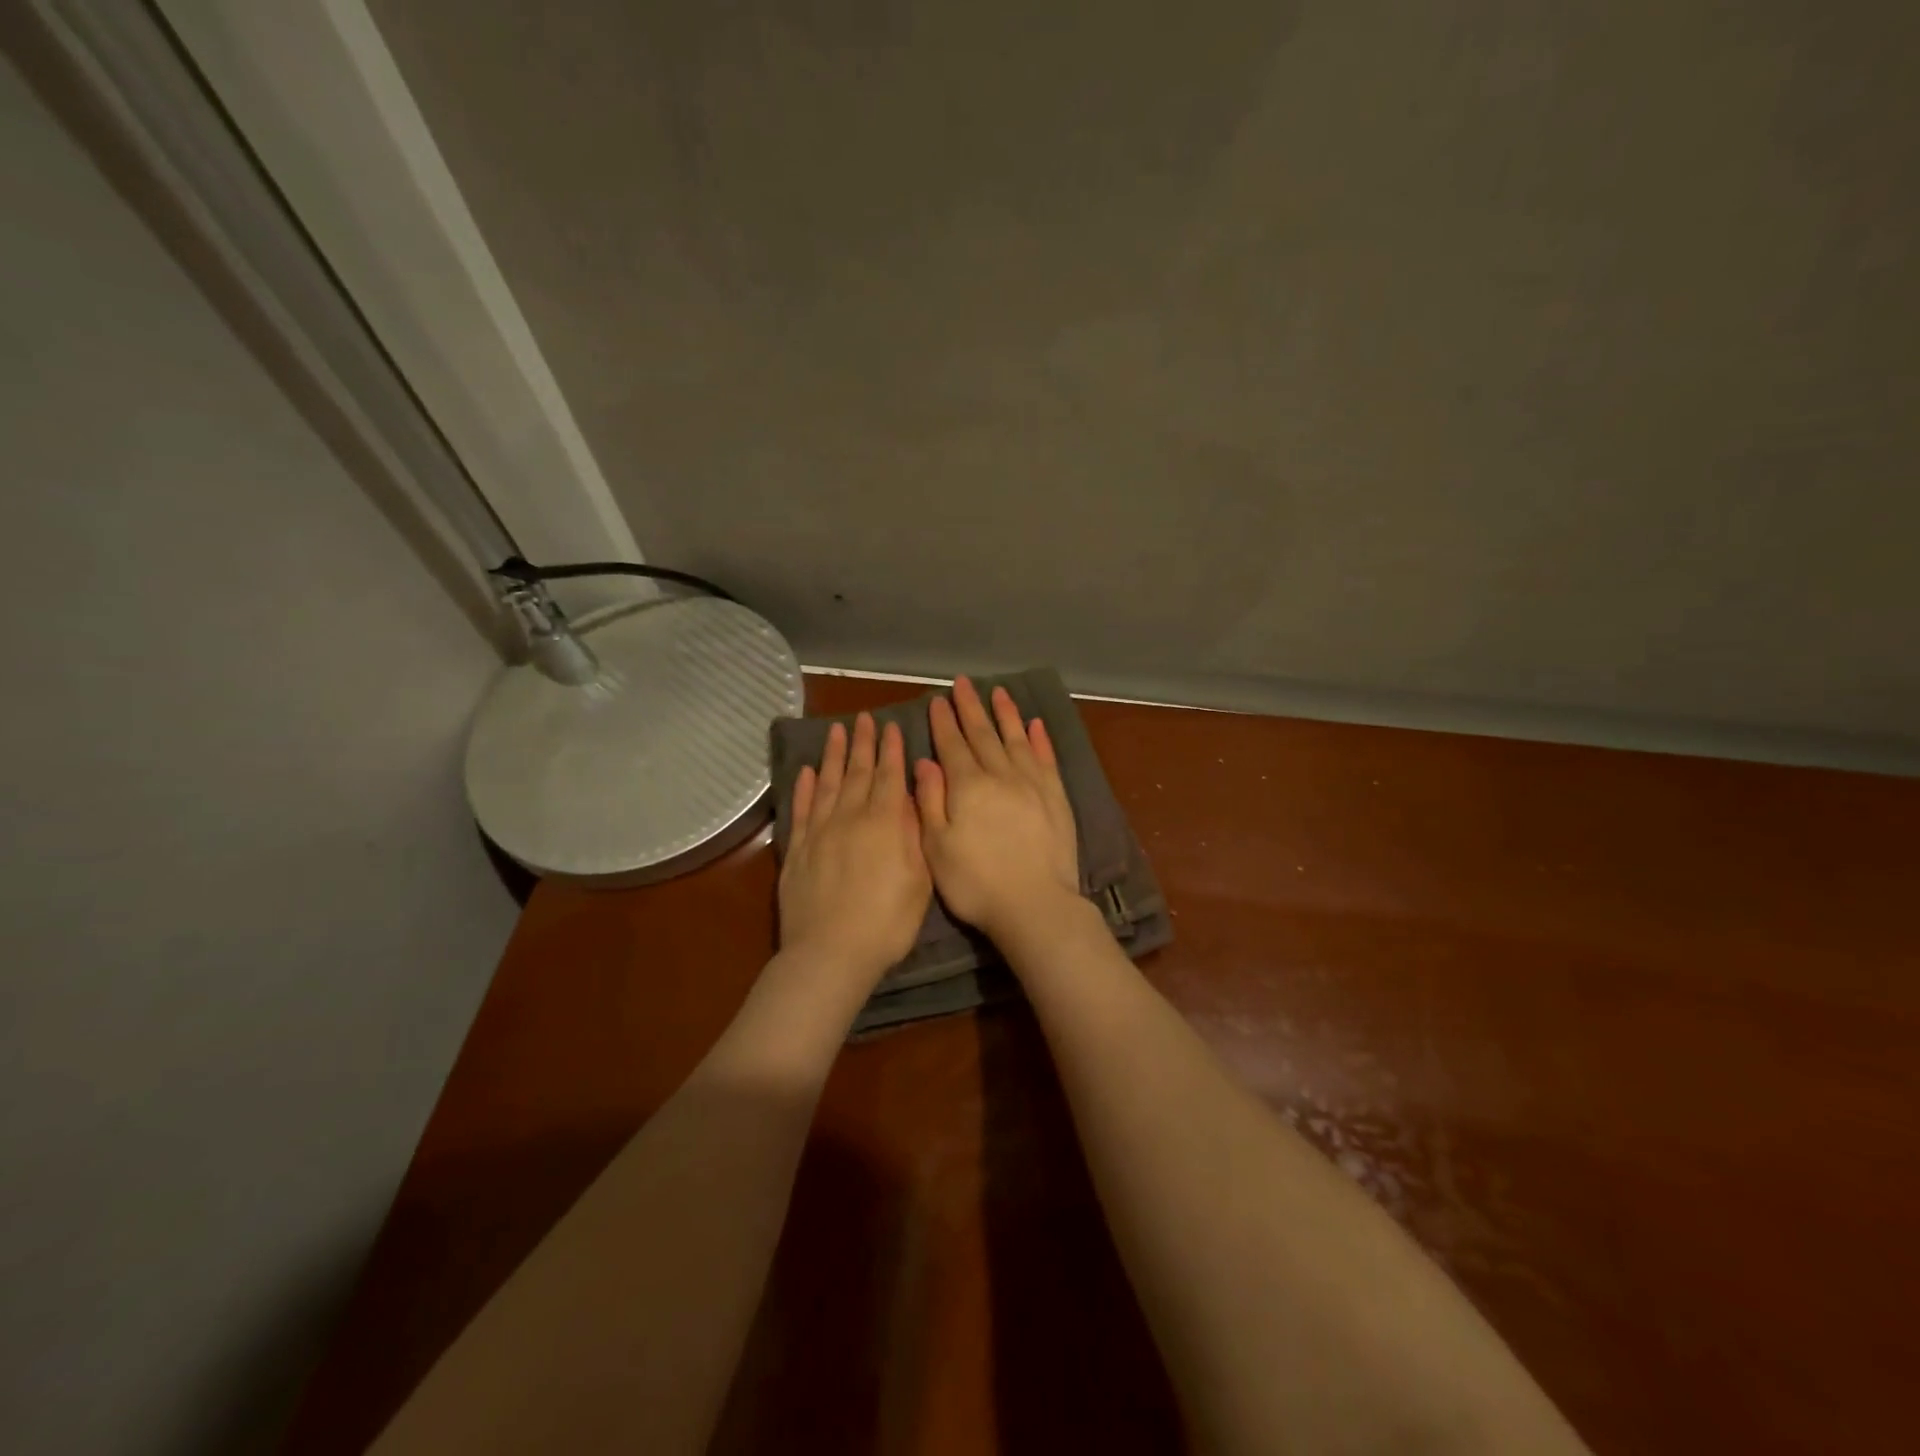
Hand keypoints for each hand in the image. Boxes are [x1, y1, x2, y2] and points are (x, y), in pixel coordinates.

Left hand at [778, 713, 931, 986]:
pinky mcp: (797, 849)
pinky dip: (803, 787)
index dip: (891, 749)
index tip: (891, 726)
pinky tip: (806, 771)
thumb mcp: (919, 879)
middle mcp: (850, 817)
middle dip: (863, 743)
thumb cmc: (887, 921)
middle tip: (864, 717)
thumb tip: (912, 796)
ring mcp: (819, 831)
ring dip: (833, 754)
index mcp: (885, 822)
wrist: (831, 952)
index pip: (890, 775)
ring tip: (836, 730)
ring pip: (827, 782)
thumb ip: (915, 833)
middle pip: (857, 772)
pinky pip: (801, 809)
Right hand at [915, 677, 1080, 941]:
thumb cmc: (976, 883)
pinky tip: (1035, 725)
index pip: (952, 744)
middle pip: (983, 734)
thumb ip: (930, 801)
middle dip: (971, 708)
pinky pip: (1046, 759)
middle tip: (964, 683)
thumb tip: (926, 761)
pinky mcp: (1056, 798)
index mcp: (968, 786)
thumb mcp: (937, 847)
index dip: (944, 721)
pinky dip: (1039, 740)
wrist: (1035, 905)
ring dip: (1006, 714)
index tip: (938, 700)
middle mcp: (1000, 775)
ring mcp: (1032, 784)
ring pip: (1016, 739)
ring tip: (999, 692)